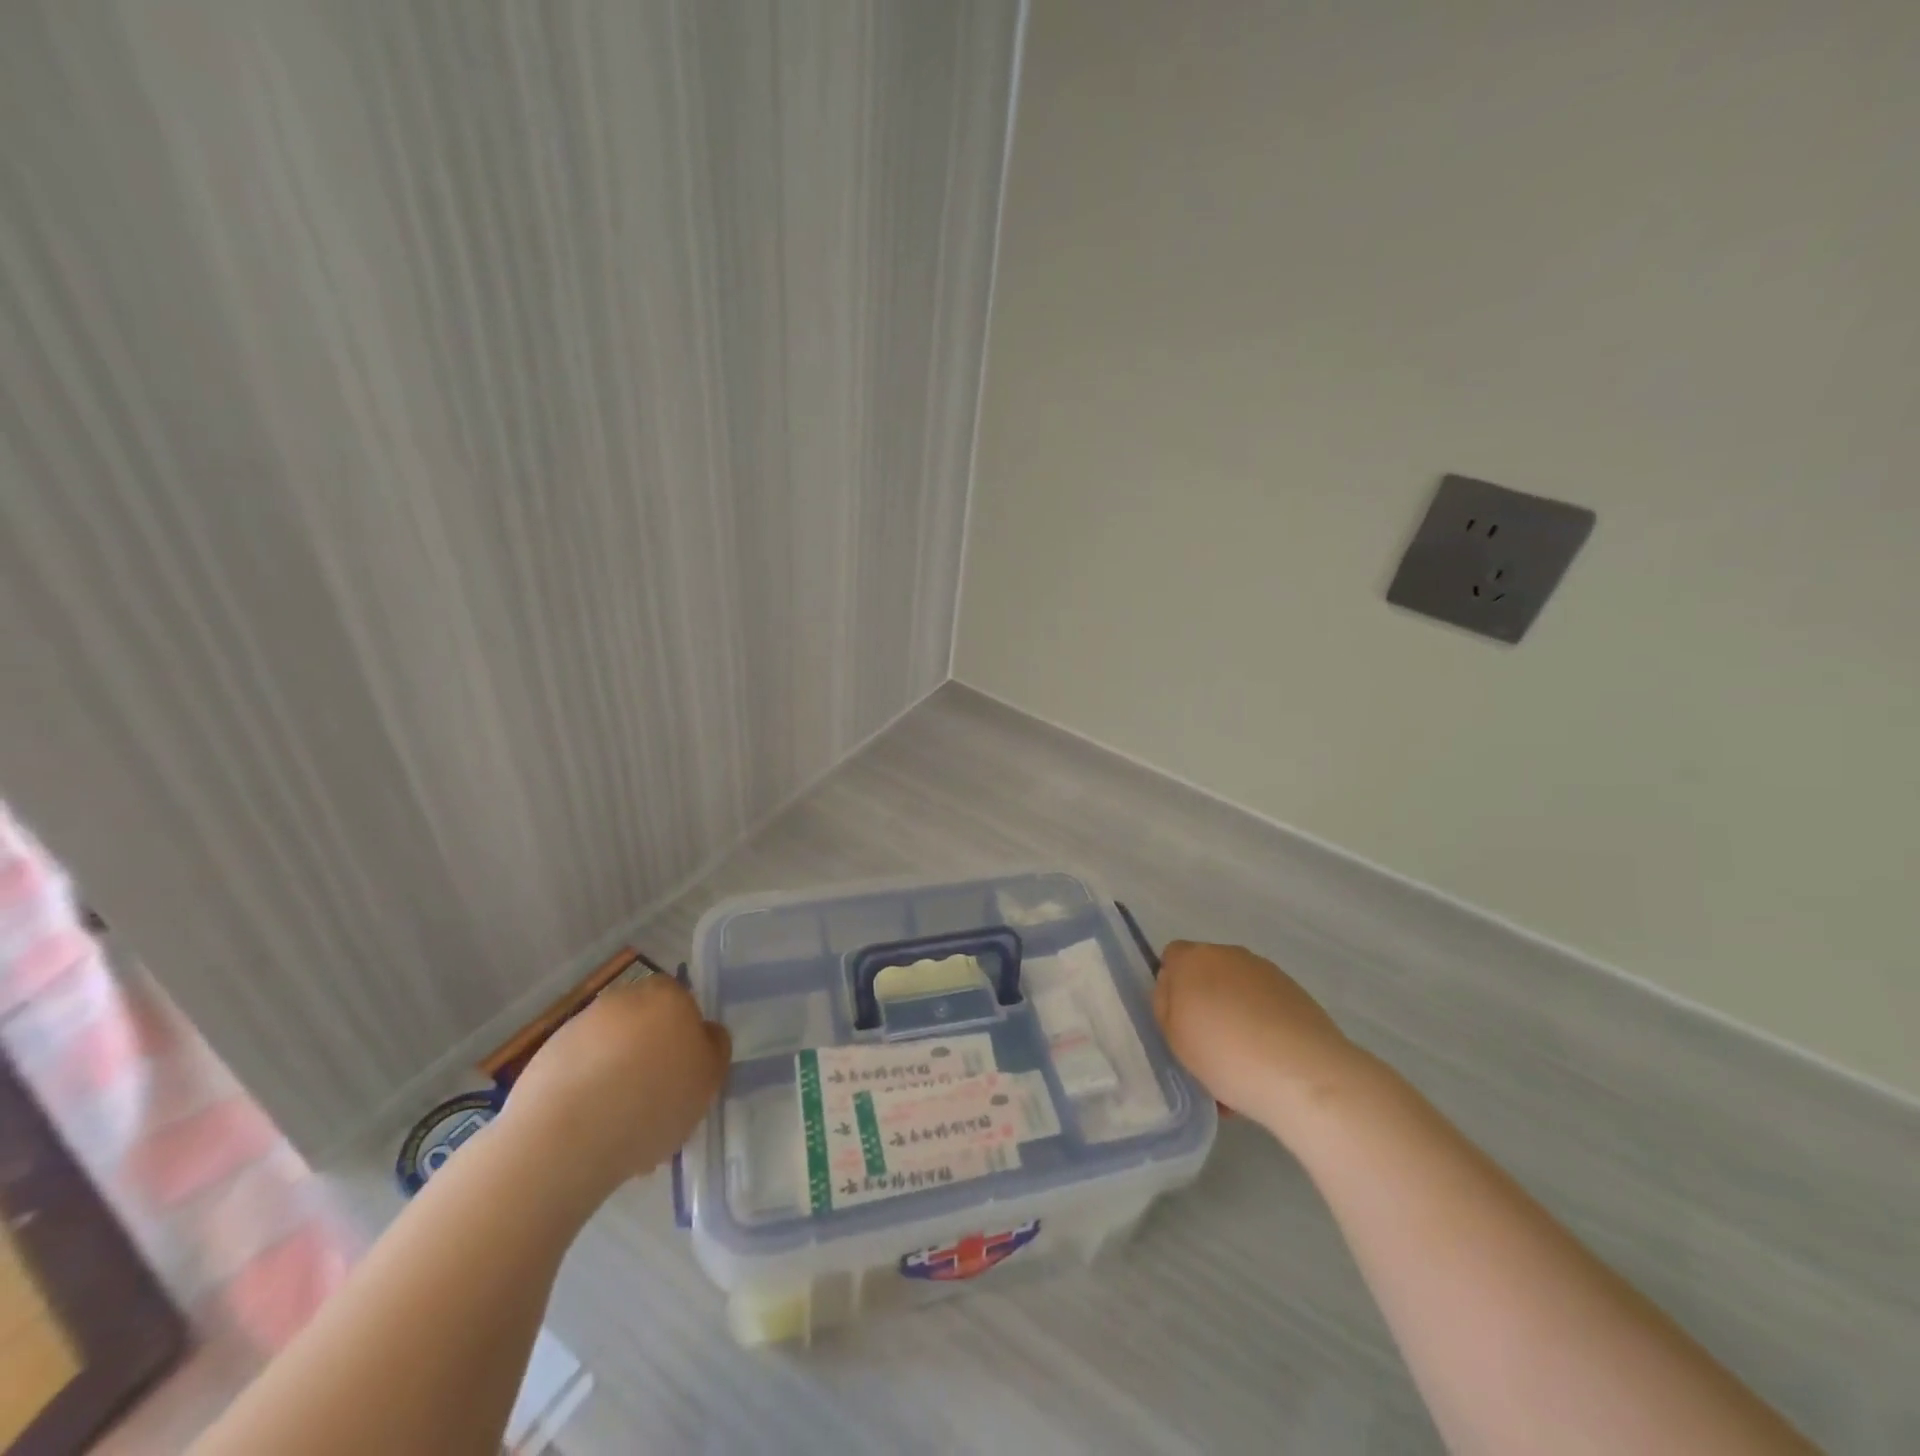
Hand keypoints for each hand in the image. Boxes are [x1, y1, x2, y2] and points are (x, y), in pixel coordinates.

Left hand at [497, 974, 729, 1206]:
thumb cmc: (654, 1101)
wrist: (565, 1138)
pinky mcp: (545, 1056)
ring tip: (622, 1131)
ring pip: (612, 1051)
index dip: (686, 1040)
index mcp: (667, 995)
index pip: (683, 1004)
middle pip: (645, 1025)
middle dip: (650, 1058)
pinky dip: (588, 1096)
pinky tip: (592, 1134)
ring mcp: (580, 1025)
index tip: (684, 1076)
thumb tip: (704, 1033)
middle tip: (656, 1105)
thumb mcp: (710, 1077)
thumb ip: (714, 1047)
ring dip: (618, 1080)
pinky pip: (580, 1073)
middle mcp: (623, 998)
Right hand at [1152, 941, 1368, 1134]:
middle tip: (1205, 1047)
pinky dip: (1261, 1028)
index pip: (1172, 957)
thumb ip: (1165, 1005)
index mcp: (1193, 959)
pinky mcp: (1297, 994)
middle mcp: (1230, 955)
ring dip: (1233, 1017)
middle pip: (1207, 974)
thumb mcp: (1172, 1036)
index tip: (1177, 1022)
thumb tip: (1174, 990)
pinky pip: (1265, 1008)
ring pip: (1238, 993)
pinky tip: (1266, 1067)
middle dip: (1204, 1003)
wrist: (1304, 1075)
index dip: (1171, 987)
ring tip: (1240, 1067)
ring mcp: (1267, 973)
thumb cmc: (1225, 1053)